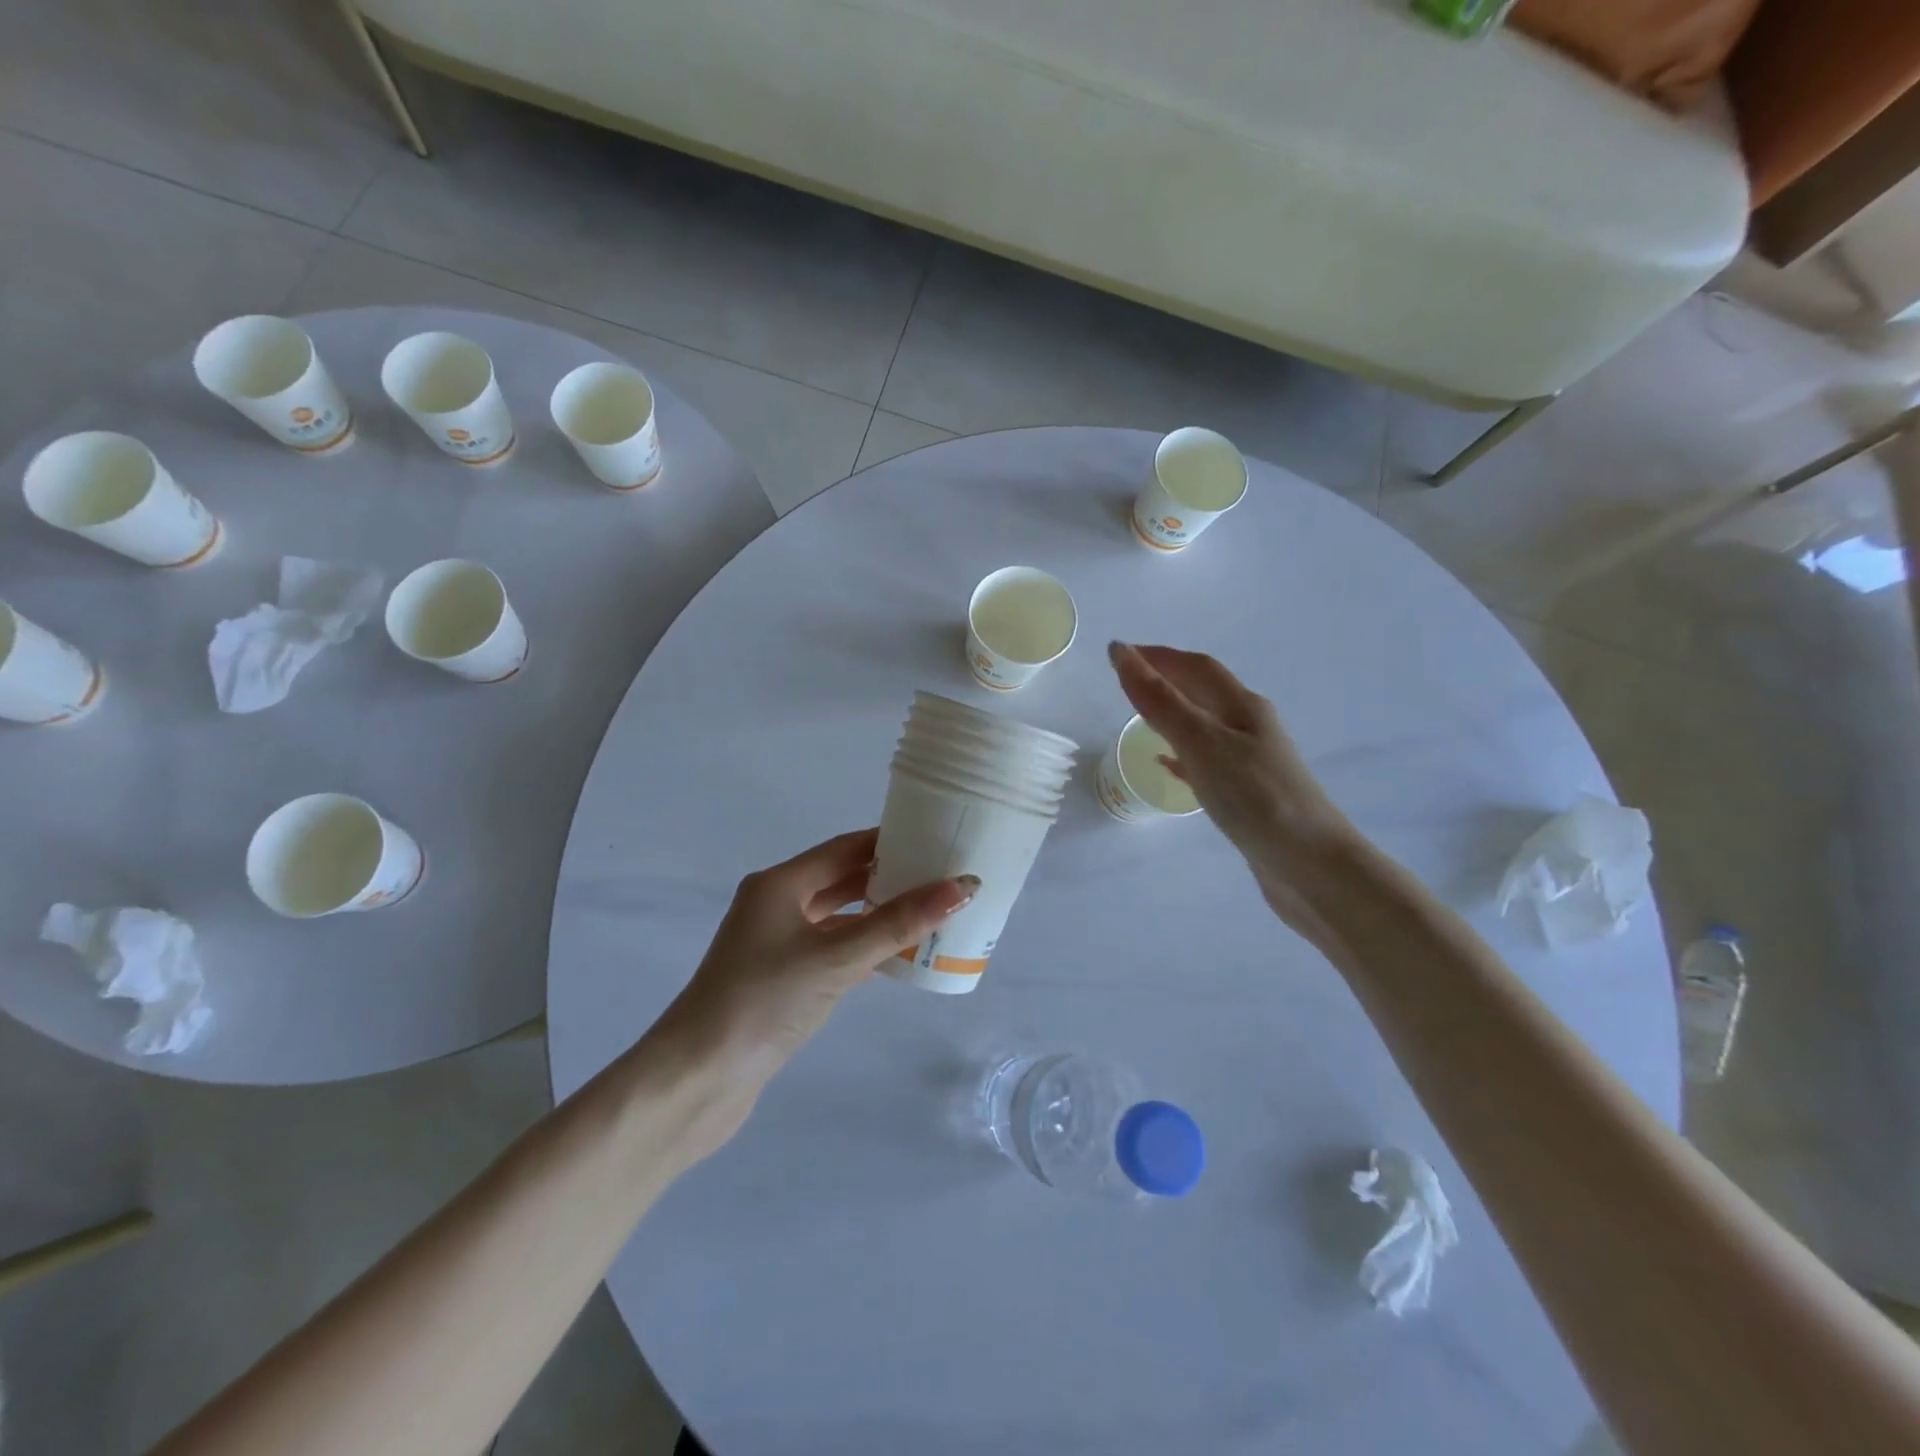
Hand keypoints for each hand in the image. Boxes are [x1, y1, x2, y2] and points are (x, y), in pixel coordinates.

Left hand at [665, 828, 976, 1086]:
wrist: (699, 1078)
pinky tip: (898, 954)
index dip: (889, 840)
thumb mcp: (836, 958)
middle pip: (842, 879)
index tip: (934, 837)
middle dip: (889, 876)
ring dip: (878, 914)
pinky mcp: (782, 977)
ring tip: (931, 911)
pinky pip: (833, 948)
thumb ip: (898, 924)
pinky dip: (863, 946)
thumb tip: (962, 886)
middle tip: (942, 875)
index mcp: (780, 884)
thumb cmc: (763, 1001)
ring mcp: (777, 943)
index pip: (845, 848)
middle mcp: (776, 904)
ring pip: (838, 917)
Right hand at [1108, 641, 1359, 931]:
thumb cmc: (1257, 798)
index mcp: (1243, 707)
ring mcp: (1252, 762)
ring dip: (1174, 714)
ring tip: (1139, 716)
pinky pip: (1207, 762)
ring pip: (1205, 726)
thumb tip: (1121, 652)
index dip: (1158, 655)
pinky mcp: (1248, 794)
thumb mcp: (1201, 743)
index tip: (1118, 652)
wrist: (1312, 867)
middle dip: (1166, 679)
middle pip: (1204, 692)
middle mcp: (1250, 727)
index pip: (1196, 667)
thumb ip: (1159, 701)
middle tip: (1124, 681)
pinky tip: (1167, 767)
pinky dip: (1182, 756)